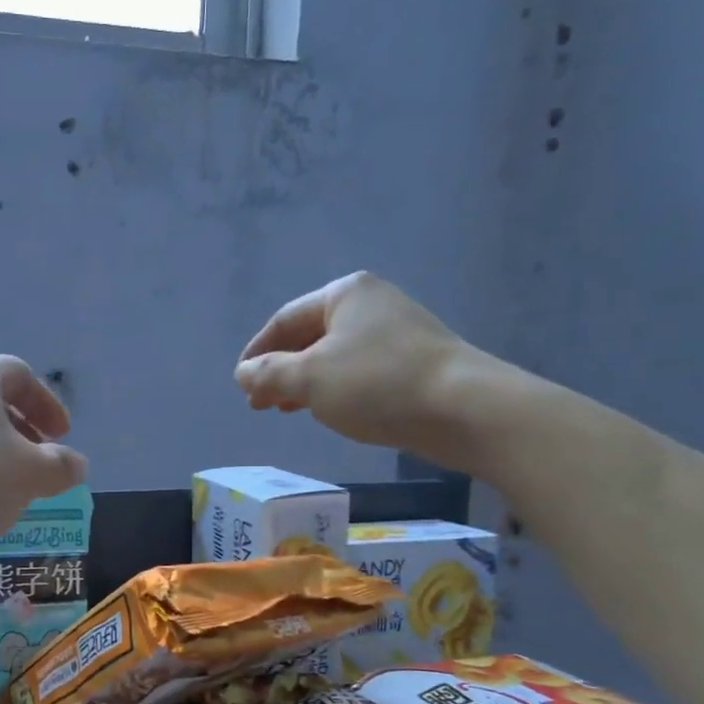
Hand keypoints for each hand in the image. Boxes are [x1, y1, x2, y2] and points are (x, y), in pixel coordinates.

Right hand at [235, 271, 515, 468]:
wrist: (463, 408)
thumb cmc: (377, 384)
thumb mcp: (309, 378)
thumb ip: (268, 374)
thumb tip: (243, 373)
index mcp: (344, 294)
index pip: (284, 320)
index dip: (256, 353)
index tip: (239, 383)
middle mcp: (371, 304)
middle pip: (309, 337)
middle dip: (279, 371)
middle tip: (259, 403)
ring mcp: (396, 332)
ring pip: (334, 356)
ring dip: (304, 383)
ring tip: (285, 410)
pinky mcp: (414, 361)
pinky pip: (359, 371)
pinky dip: (334, 389)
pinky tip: (327, 410)